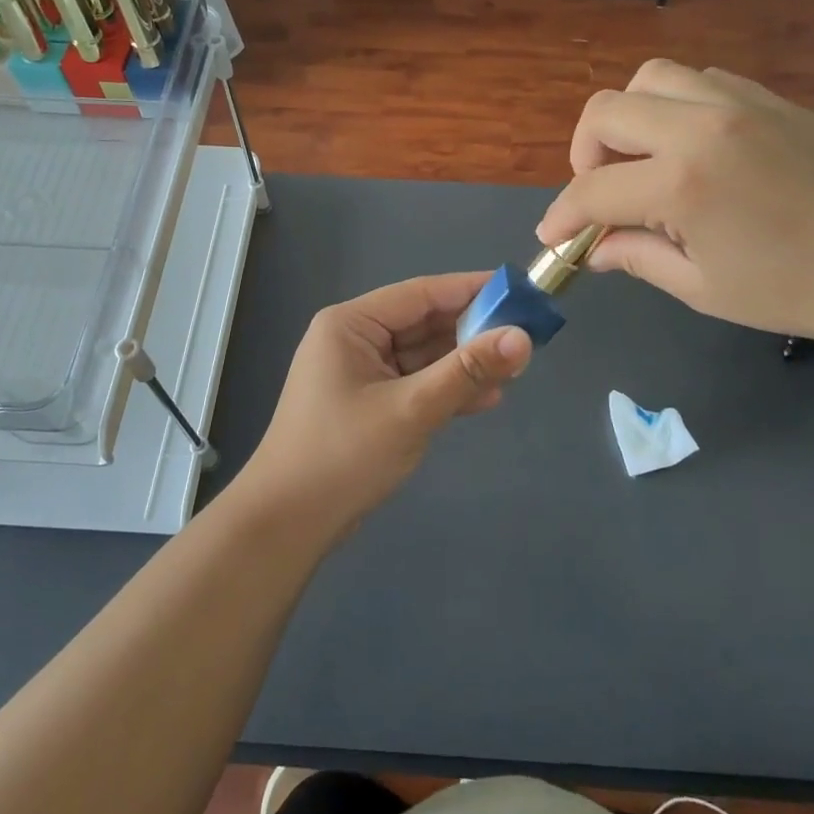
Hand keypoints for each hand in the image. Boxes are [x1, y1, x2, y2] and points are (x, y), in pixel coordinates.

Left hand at [230, 273, 531, 541]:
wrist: (287, 524)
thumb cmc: (343, 455)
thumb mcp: (411, 409)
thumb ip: (466, 371)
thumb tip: (522, 337)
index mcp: (351, 324)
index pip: (421, 293)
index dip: (471, 289)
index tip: (519, 291)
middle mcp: (355, 340)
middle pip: (424, 324)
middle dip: (472, 331)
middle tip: (525, 336)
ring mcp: (361, 373)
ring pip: (423, 356)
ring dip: (463, 363)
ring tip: (515, 369)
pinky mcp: (369, 404)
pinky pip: (415, 384)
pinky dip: (446, 389)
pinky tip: (485, 397)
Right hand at [536, 60, 813, 356]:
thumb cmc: (802, 290)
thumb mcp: (706, 288)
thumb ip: (638, 258)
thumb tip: (594, 249)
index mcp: (682, 183)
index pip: (592, 191)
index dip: (562, 217)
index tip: (553, 238)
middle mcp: (701, 126)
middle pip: (606, 111)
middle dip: (584, 155)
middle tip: (601, 196)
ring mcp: (739, 102)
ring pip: (651, 79)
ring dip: (629, 118)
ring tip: (643, 163)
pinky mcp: (770, 97)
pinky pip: (699, 81)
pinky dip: (674, 106)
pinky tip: (691, 148)